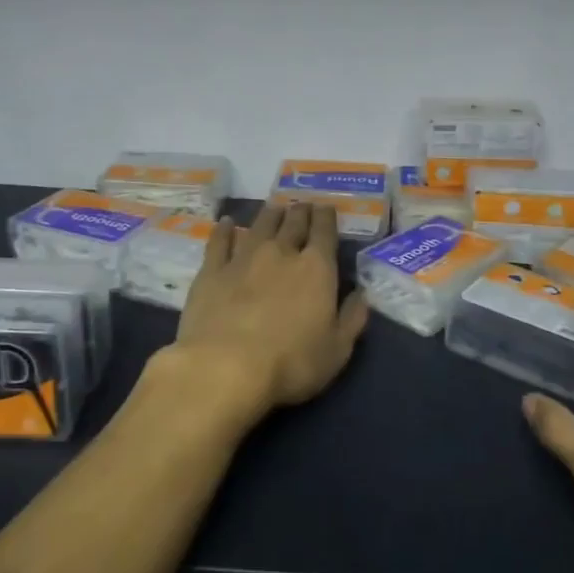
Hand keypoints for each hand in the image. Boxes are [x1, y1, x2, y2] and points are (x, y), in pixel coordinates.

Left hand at [168, 201, 368, 426]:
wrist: (226, 367)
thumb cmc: (291, 363)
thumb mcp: (337, 349)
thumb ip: (352, 318)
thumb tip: (362, 294)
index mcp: (316, 268)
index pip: (324, 232)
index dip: (326, 217)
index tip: (326, 208)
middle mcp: (281, 253)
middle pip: (293, 223)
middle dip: (300, 212)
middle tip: (302, 205)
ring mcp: (243, 258)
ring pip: (260, 226)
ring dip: (270, 214)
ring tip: (274, 207)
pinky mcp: (212, 271)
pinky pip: (219, 242)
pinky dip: (224, 230)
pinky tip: (226, 223)